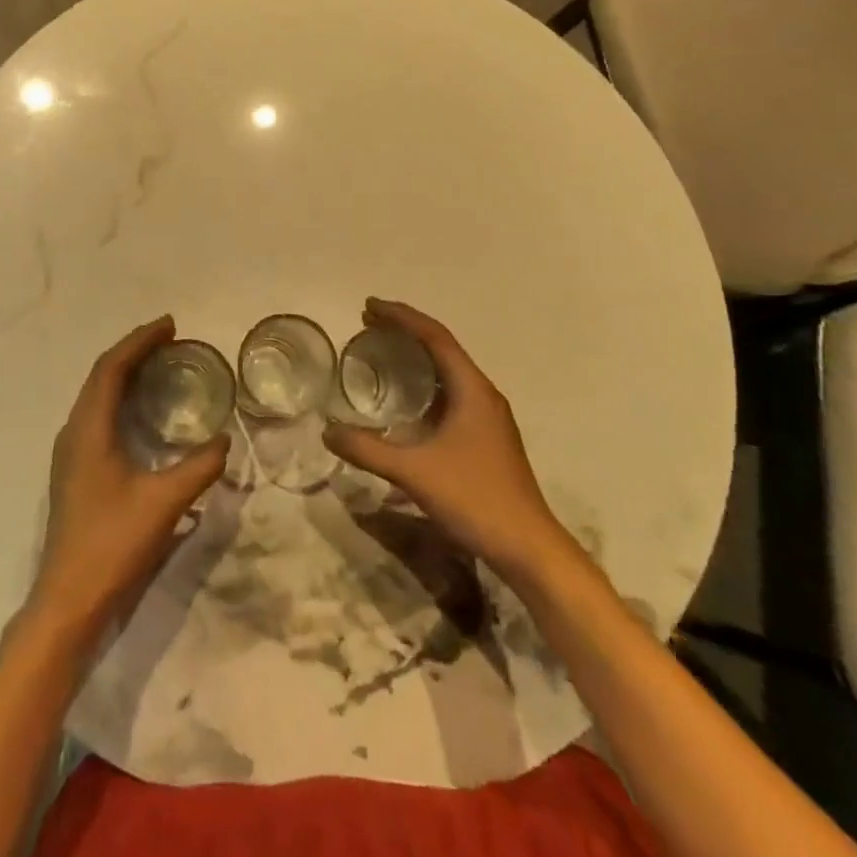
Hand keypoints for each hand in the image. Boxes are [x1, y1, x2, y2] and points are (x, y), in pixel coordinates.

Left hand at [23, 316, 229, 650]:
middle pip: (101, 376)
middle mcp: (74, 432)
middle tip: (170, 340)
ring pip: (97, 396)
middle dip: (134, 352)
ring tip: (160, 365)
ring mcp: (71, 453)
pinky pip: (98, 416)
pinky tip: (143, 412)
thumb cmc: (112, 545)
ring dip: (126, 374)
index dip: (140, 341)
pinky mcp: (76, 471)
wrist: (68, 601)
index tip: (170, 325)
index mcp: (88, 430)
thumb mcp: (164, 503)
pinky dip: (121, 399)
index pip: (111, 369)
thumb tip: (224, 440)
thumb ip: (198, 467)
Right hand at [323, 298, 569, 588]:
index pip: (435, 337)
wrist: (529, 548)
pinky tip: (407, 401)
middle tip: (369, 324)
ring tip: (383, 351)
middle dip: (406, 331)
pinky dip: (426, 383)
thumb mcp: (414, 472)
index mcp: (472, 389)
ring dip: (417, 356)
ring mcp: (489, 417)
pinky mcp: (487, 437)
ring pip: (449, 371)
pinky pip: (452, 392)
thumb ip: (368, 450)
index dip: (401, 317)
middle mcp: (483, 394)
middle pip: (442, 347)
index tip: (369, 307)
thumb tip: (327, 431)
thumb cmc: (475, 499)